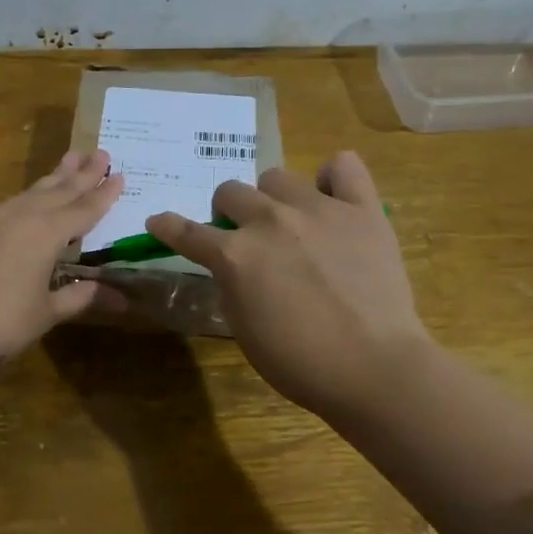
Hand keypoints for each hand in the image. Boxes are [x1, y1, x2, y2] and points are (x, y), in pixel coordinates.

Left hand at [0, 150, 125, 371]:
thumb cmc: (2, 321)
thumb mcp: (47, 312)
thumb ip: (79, 297)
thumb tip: (118, 297)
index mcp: (48, 233)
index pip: (84, 209)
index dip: (104, 194)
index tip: (119, 175)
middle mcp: (22, 216)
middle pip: (59, 190)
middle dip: (82, 173)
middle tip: (100, 152)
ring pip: (31, 192)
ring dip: (53, 178)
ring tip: (68, 160)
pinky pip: (7, 205)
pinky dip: (25, 198)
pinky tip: (26, 201)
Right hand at [144, 151, 430, 423]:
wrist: (374, 368)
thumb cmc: (301, 362)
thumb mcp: (243, 329)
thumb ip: (230, 285)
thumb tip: (232, 265)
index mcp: (236, 256)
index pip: (187, 232)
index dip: (168, 227)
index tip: (158, 222)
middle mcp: (270, 221)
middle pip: (231, 192)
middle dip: (229, 213)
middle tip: (244, 236)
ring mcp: (318, 209)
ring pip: (277, 177)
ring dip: (273, 198)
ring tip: (290, 222)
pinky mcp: (361, 209)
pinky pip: (343, 166)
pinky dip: (332, 179)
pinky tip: (332, 200)